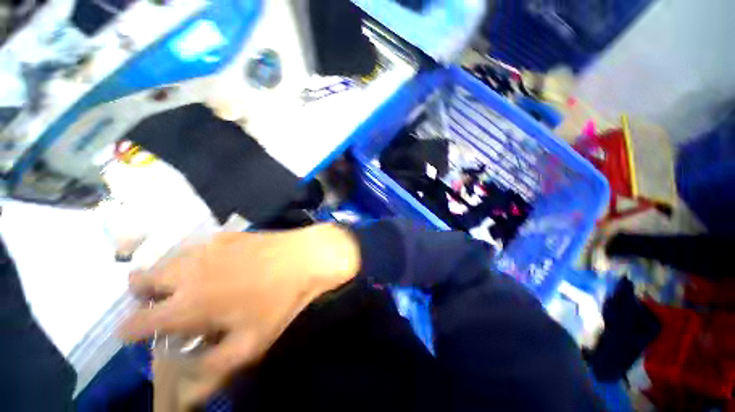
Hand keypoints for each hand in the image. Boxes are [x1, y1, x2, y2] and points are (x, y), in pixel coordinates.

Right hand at [118, 223, 359, 401]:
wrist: (304, 256)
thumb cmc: (279, 300)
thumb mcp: (250, 344)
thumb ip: (212, 371)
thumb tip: (185, 395)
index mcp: (186, 303)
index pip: (135, 322)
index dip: (131, 331)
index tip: (139, 335)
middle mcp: (186, 271)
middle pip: (140, 281)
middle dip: (145, 297)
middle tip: (169, 306)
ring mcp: (205, 246)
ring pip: (167, 262)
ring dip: (169, 276)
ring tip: (195, 286)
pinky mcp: (225, 234)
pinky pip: (196, 248)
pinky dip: (195, 260)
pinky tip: (220, 265)